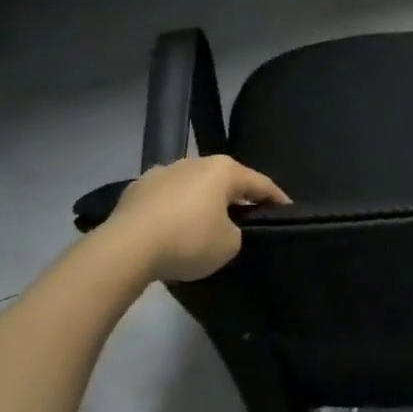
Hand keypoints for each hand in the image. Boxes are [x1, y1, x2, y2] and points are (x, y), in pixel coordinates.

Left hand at [102, 155, 287, 283]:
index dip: (276, 198)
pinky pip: (164, 199)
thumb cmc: (188, 241)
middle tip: (245, 217)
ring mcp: (162, 172)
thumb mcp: (229, 245)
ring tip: (203, 224)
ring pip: (192, 186)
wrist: (125, 249)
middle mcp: (195, 162)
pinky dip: (172, 210)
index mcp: (224, 170)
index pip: (260, 183)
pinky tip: (169, 228)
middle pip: (224, 181)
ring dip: (200, 202)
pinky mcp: (135, 189)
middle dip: (235, 197)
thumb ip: (236, 232)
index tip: (287, 210)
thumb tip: (222, 228)